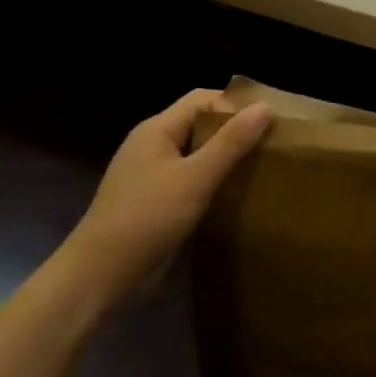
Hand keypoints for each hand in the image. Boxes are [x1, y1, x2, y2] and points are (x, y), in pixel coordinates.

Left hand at [64, 90, 270, 311]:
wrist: (101, 276)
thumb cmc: (148, 217)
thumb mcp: (196, 177)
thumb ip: (231, 142)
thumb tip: (265, 107)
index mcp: (157, 129)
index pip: (203, 100)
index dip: (236, 104)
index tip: (271, 119)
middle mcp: (153, 146)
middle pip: (200, 126)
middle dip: (235, 132)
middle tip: (274, 144)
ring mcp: (152, 176)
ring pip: (197, 156)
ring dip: (226, 160)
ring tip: (264, 168)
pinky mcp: (156, 204)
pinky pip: (191, 182)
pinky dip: (214, 184)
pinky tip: (237, 197)